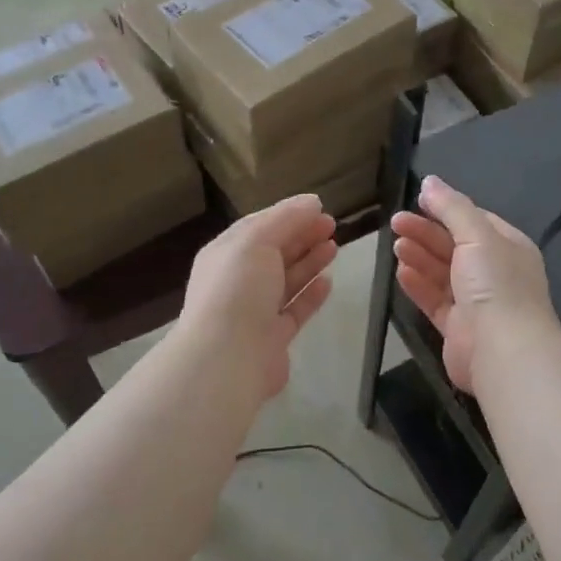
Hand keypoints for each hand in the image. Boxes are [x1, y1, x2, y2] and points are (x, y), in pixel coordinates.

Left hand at [177, 194, 337, 402]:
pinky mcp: (273, 337)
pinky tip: (328, 281)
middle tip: (332, 224)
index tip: (319, 207)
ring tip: (334, 247)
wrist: (228, 358)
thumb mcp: (257, 241)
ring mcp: (254, 311)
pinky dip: (311, 295)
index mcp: (225, 254)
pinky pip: (294, 310)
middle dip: (301, 236)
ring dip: (309, 262)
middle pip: (274, 253)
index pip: (258, 227)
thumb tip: (311, 202)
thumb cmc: (238, 289)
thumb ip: (285, 219)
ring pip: (286, 281)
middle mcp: (238, 281)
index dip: (288, 215)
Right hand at [391, 176, 558, 392]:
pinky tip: (401, 272)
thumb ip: (452, 207)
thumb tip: (430, 181)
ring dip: (420, 257)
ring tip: (396, 245)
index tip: (417, 201)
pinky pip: (435, 300)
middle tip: (395, 222)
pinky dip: (418, 285)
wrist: (504, 351)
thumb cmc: (495, 285)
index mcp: (508, 247)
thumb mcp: (477, 235)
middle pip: (455, 246)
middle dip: (426, 232)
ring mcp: (477, 302)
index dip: (446, 209)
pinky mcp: (458, 328)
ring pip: (443, 273)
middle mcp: (494, 273)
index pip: (475, 221)